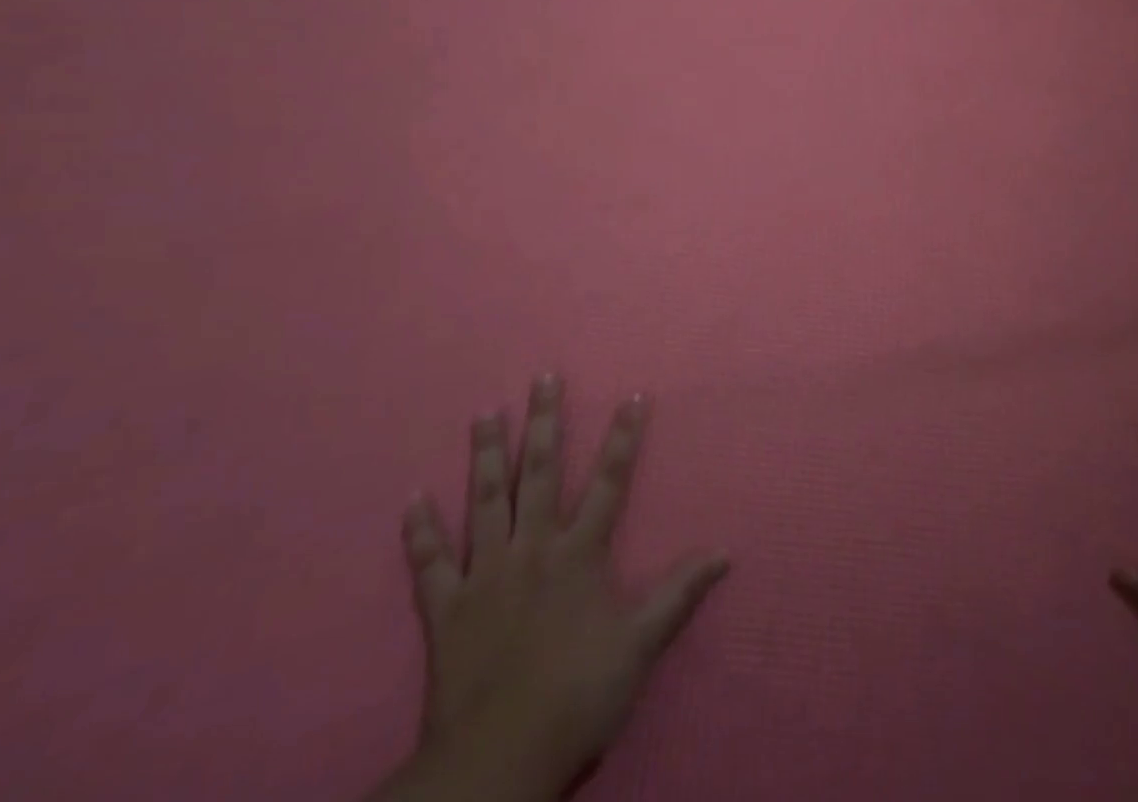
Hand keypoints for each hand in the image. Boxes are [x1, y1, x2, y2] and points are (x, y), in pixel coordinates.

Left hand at [373, 375, 728, 801]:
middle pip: (541, 472)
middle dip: (545, 422)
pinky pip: (429, 563)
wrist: (498, 760)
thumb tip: (725, 551)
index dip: (624, 437)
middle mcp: (533, 548)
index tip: (633, 395)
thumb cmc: (578, 696)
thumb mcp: (641, 645)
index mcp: (579, 553)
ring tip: (485, 413)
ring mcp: (485, 574)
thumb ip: (680, 593)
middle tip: (543, 377)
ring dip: (487, 454)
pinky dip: (419, 531)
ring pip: (487, 500)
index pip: (610, 481)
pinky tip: (412, 498)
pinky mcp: (446, 608)